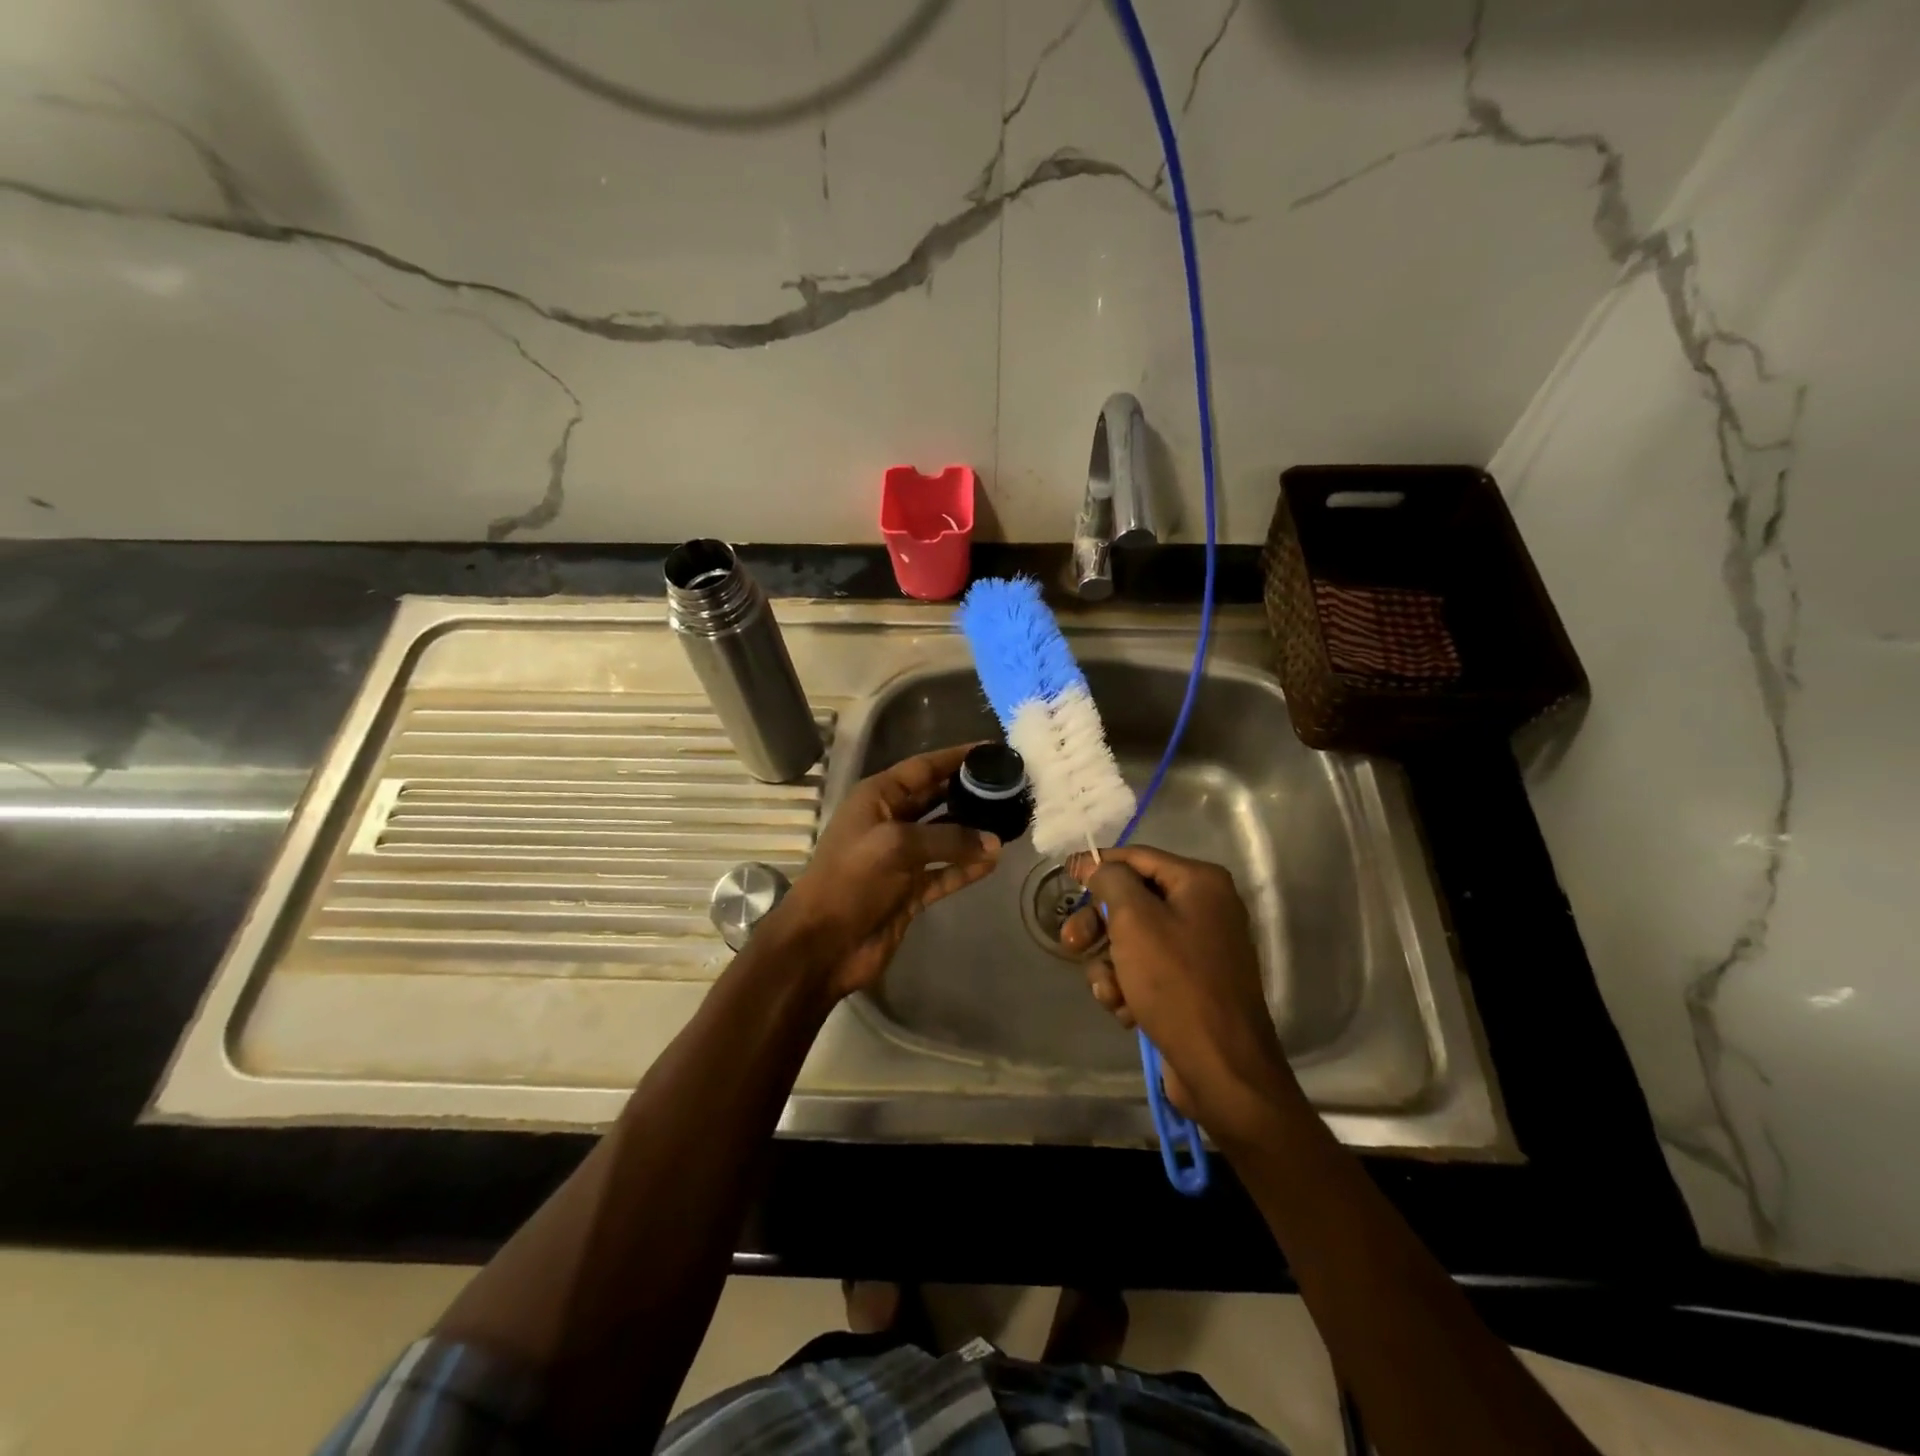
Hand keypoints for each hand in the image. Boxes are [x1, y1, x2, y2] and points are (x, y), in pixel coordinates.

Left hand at [775, 744, 1002, 999]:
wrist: (822, 944)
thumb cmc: (851, 880)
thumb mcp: (896, 845)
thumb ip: (948, 838)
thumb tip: (994, 842)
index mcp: (876, 798)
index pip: (923, 768)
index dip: (956, 757)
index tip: (992, 750)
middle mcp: (889, 821)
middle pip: (936, 799)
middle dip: (969, 793)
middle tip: (1010, 787)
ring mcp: (900, 858)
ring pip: (944, 837)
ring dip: (973, 832)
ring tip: (1010, 822)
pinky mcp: (909, 891)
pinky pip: (945, 872)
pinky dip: (966, 867)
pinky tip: (994, 862)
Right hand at [1061, 845, 1297, 1145]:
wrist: (1222, 1069)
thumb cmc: (1176, 983)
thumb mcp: (1134, 920)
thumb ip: (1111, 881)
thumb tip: (1097, 866)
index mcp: (1200, 883)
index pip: (1137, 858)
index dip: (1098, 865)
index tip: (1064, 875)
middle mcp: (1204, 909)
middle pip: (1132, 901)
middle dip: (1098, 925)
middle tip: (1070, 943)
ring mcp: (1199, 949)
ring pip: (1132, 940)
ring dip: (1111, 965)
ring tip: (1111, 993)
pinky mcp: (1190, 985)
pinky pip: (1146, 971)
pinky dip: (1129, 987)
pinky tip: (1126, 1010)